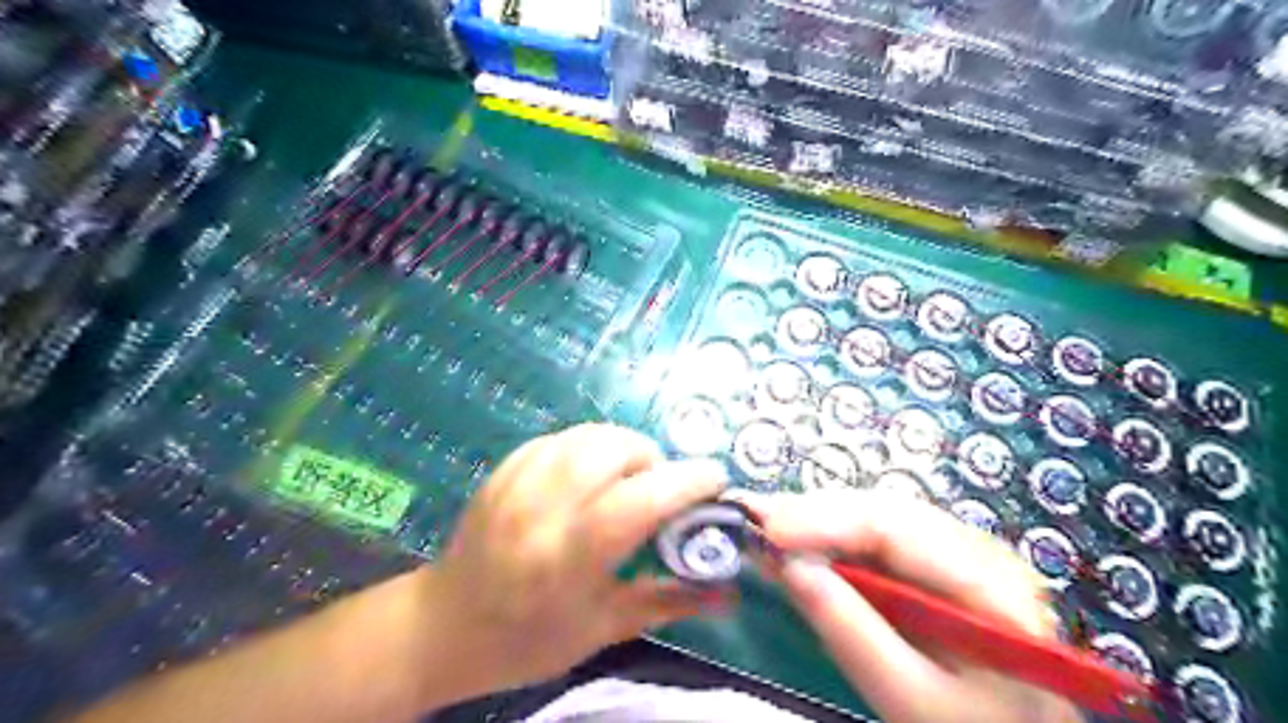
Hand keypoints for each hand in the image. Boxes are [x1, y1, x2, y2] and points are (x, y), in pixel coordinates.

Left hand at [420, 427, 723, 698]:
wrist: (444, 627)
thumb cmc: (529, 638)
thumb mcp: (603, 630)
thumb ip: (669, 602)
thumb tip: (730, 593)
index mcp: (570, 558)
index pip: (639, 502)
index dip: (686, 483)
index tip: (715, 481)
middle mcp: (542, 510)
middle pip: (612, 449)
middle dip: (651, 458)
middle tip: (658, 485)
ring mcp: (518, 483)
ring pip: (587, 435)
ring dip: (622, 446)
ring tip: (626, 476)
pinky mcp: (504, 469)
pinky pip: (560, 438)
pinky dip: (589, 446)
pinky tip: (590, 472)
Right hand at [741, 490, 1078, 722]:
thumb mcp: (909, 698)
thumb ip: (850, 631)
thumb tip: (787, 564)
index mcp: (990, 582)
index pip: (897, 527)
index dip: (826, 519)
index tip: (767, 528)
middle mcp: (977, 549)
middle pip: (883, 512)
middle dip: (814, 512)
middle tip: (753, 517)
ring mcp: (957, 550)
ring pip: (875, 517)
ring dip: (818, 519)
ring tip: (767, 525)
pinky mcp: (934, 562)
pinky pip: (876, 536)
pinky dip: (831, 536)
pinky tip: (798, 539)